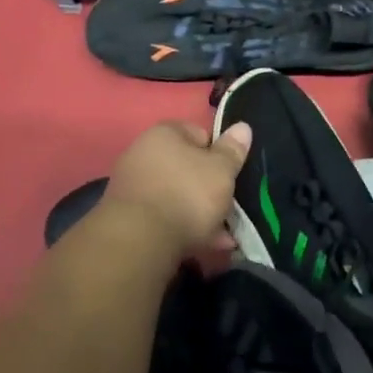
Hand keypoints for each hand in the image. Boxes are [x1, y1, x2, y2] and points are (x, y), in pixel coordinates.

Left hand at [103, 121, 252, 255]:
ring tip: (223, 236)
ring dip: (200, 213)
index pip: (200, 133)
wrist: (141, 241)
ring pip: (177, 196)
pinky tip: (205, 245)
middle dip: (210, 189)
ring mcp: (133, 186)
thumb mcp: (221, 170)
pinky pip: (165, 217)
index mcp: (165, 134)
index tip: (232, 174)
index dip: (220, 154)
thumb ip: (233, 150)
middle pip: (187, 168)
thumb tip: (242, 127)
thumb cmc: (187, 194)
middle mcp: (143, 154)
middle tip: (230, 208)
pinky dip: (184, 228)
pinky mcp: (129, 216)